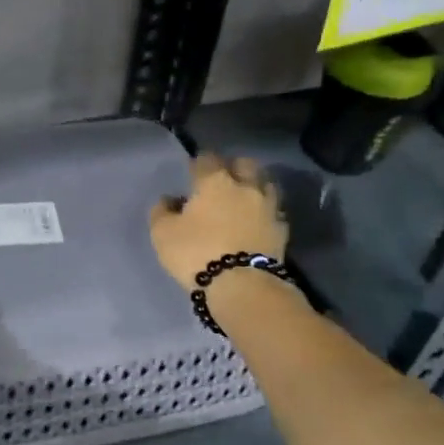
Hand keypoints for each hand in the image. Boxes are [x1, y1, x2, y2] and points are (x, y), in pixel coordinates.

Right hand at [148, 153, 288, 293]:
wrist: (242, 285)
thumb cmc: (196, 253)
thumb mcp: (162, 233)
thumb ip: (161, 211)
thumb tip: (168, 200)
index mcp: (215, 181)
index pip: (207, 159)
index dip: (199, 163)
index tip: (192, 173)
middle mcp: (246, 186)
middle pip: (244, 164)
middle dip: (233, 167)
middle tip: (223, 180)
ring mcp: (268, 206)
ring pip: (265, 184)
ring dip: (254, 186)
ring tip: (243, 199)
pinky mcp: (282, 229)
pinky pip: (273, 211)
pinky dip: (265, 211)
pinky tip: (257, 221)